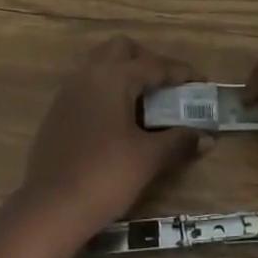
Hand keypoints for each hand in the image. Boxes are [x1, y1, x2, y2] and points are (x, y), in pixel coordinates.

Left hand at [15, 36, 212, 240]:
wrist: (50, 208)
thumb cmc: (105, 176)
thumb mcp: (148, 158)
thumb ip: (179, 141)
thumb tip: (207, 137)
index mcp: (113, 77)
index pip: (153, 65)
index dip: (180, 72)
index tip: (201, 81)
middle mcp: (89, 74)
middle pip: (122, 49)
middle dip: (147, 61)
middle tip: (166, 86)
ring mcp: (69, 91)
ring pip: (100, 64)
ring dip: (124, 73)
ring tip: (145, 101)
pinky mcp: (58, 111)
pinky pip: (87, 85)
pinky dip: (107, 90)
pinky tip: (118, 119)